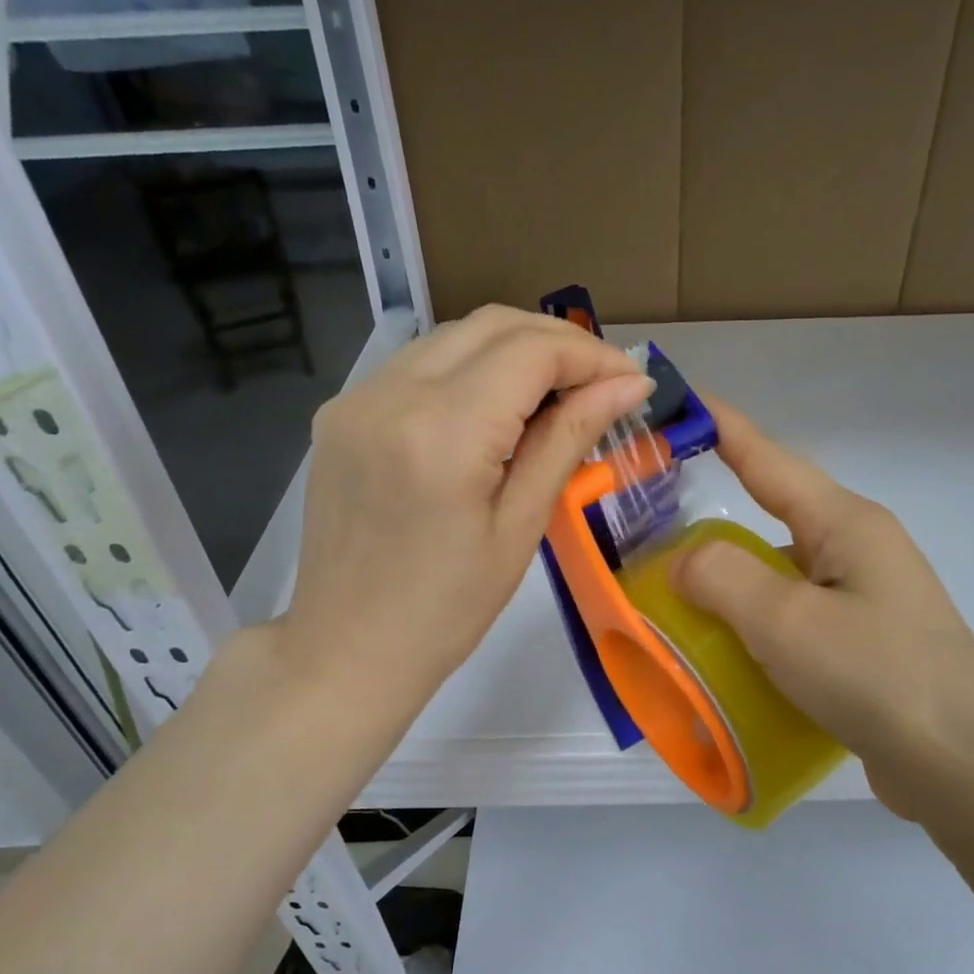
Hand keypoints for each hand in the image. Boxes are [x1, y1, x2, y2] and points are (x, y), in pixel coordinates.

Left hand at [279, 306, 653, 717]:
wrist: (347, 650)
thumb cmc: (447, 611)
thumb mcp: (521, 527)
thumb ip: (569, 439)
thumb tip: (628, 385)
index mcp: (442, 432)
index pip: (530, 351)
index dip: (591, 355)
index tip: (632, 381)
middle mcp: (390, 394)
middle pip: (491, 324)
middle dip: (558, 342)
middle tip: (602, 383)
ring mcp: (355, 398)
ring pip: (452, 336)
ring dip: (514, 350)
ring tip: (557, 396)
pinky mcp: (340, 413)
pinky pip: (418, 365)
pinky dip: (469, 369)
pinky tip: (495, 409)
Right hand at [671, 397, 973, 828]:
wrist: (965, 772)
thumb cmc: (877, 678)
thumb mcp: (788, 622)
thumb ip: (724, 577)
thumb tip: (686, 561)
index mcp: (847, 525)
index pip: (770, 460)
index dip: (724, 428)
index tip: (680, 401)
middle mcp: (859, 551)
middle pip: (774, 517)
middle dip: (716, 518)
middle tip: (654, 524)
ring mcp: (866, 600)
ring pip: (781, 573)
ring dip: (733, 582)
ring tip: (677, 597)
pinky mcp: (865, 645)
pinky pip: (793, 618)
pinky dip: (755, 625)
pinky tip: (727, 652)